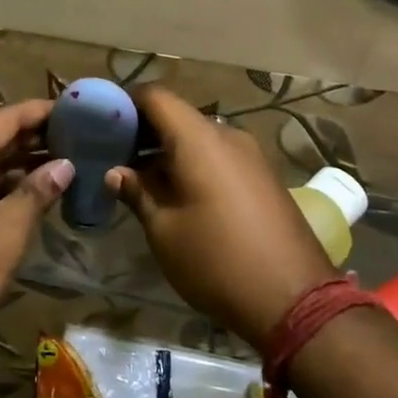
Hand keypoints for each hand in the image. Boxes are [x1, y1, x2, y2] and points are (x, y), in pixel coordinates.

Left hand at [0, 100, 72, 366]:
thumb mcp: (8, 230)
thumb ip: (38, 191)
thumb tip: (65, 165)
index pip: (5, 118)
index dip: (40, 111)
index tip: (75, 110)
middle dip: (35, 137)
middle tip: (78, 137)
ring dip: (21, 163)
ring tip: (65, 163)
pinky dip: (4, 186)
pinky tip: (33, 195)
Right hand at [107, 87, 335, 348]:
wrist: (295, 301)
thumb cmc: (216, 261)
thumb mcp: (164, 231)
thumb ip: (137, 192)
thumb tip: (116, 172)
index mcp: (199, 139)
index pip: (155, 96)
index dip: (125, 103)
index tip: (101, 124)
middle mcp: (227, 135)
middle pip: (177, 116)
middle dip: (144, 131)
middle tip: (114, 156)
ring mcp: (250, 155)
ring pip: (199, 137)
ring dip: (169, 151)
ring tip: (141, 180)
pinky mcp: (263, 176)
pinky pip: (219, 156)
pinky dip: (193, 163)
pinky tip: (178, 194)